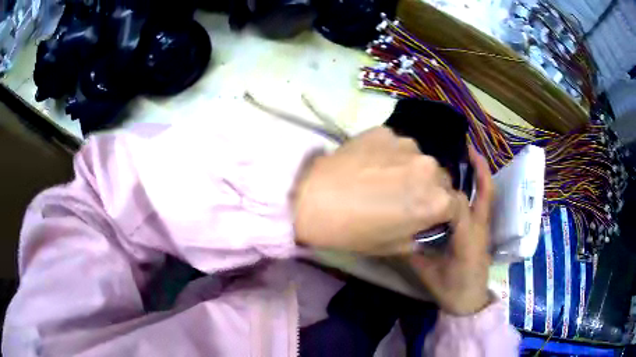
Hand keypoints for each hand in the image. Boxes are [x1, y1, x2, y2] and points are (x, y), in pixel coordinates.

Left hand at [292, 127, 455, 255]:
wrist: (313, 200)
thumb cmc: (354, 231)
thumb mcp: (394, 246)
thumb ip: (421, 235)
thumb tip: (429, 224)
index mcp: (437, 201)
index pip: (456, 204)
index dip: (445, 212)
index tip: (431, 214)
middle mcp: (430, 167)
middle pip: (442, 178)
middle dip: (431, 188)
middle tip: (406, 196)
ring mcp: (408, 144)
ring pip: (420, 158)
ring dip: (411, 168)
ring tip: (385, 177)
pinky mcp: (386, 130)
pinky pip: (397, 145)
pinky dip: (391, 154)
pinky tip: (370, 163)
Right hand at [410, 146, 494, 315]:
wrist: (470, 301)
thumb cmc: (451, 288)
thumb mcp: (428, 271)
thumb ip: (412, 250)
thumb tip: (394, 229)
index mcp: (467, 238)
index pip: (458, 206)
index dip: (445, 190)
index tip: (431, 173)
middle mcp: (479, 227)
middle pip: (485, 191)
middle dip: (476, 167)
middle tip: (458, 147)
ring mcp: (484, 227)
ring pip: (486, 194)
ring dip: (479, 173)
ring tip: (464, 155)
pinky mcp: (483, 229)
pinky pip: (483, 202)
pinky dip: (479, 186)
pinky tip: (464, 180)